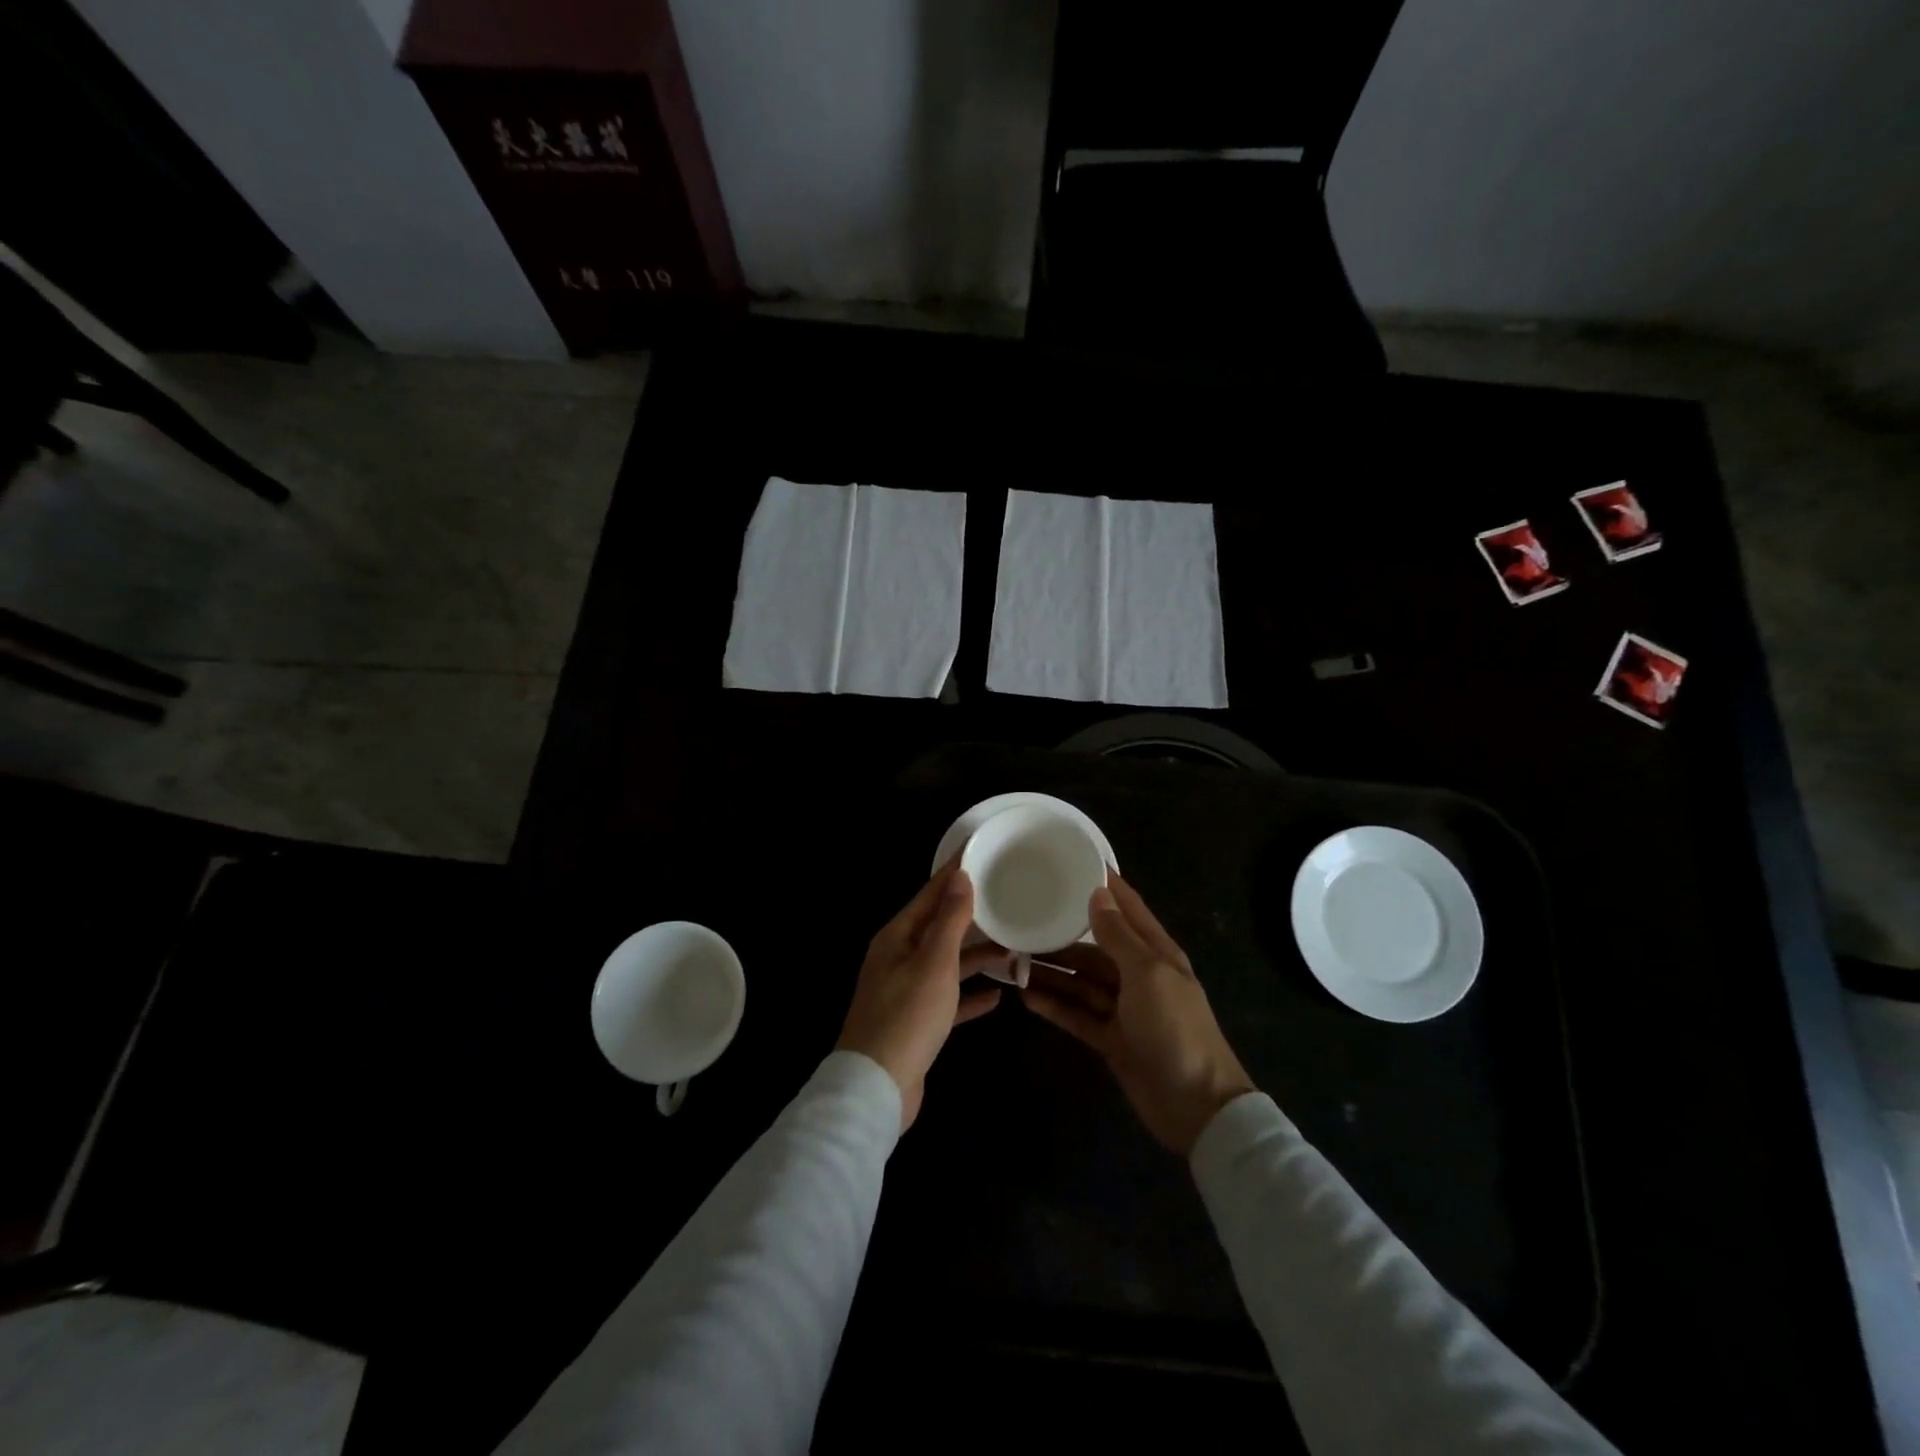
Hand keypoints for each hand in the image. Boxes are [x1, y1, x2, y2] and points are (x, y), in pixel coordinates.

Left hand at [838, 860, 1006, 1130]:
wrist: (877, 1088)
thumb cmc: (907, 1016)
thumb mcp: (934, 962)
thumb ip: (950, 920)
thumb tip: (960, 876)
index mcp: (898, 937)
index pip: (930, 894)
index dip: (954, 873)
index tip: (980, 852)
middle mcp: (899, 958)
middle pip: (941, 927)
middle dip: (973, 916)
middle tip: (1008, 900)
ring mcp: (907, 991)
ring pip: (948, 963)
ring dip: (978, 957)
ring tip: (1015, 949)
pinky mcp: (917, 1022)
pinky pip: (949, 999)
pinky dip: (970, 996)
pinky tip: (998, 996)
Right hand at [1021, 874, 1253, 1155]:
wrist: (1196, 1106)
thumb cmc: (1175, 1028)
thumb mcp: (1147, 974)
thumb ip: (1118, 936)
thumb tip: (1097, 894)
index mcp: (1156, 953)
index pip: (1127, 908)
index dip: (1104, 886)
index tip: (1071, 863)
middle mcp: (1138, 975)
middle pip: (1094, 948)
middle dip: (1061, 937)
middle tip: (1021, 923)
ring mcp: (1123, 1009)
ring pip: (1081, 982)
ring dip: (1051, 972)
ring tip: (1012, 960)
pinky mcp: (1111, 1039)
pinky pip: (1077, 1015)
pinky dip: (1055, 1006)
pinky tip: (1026, 996)